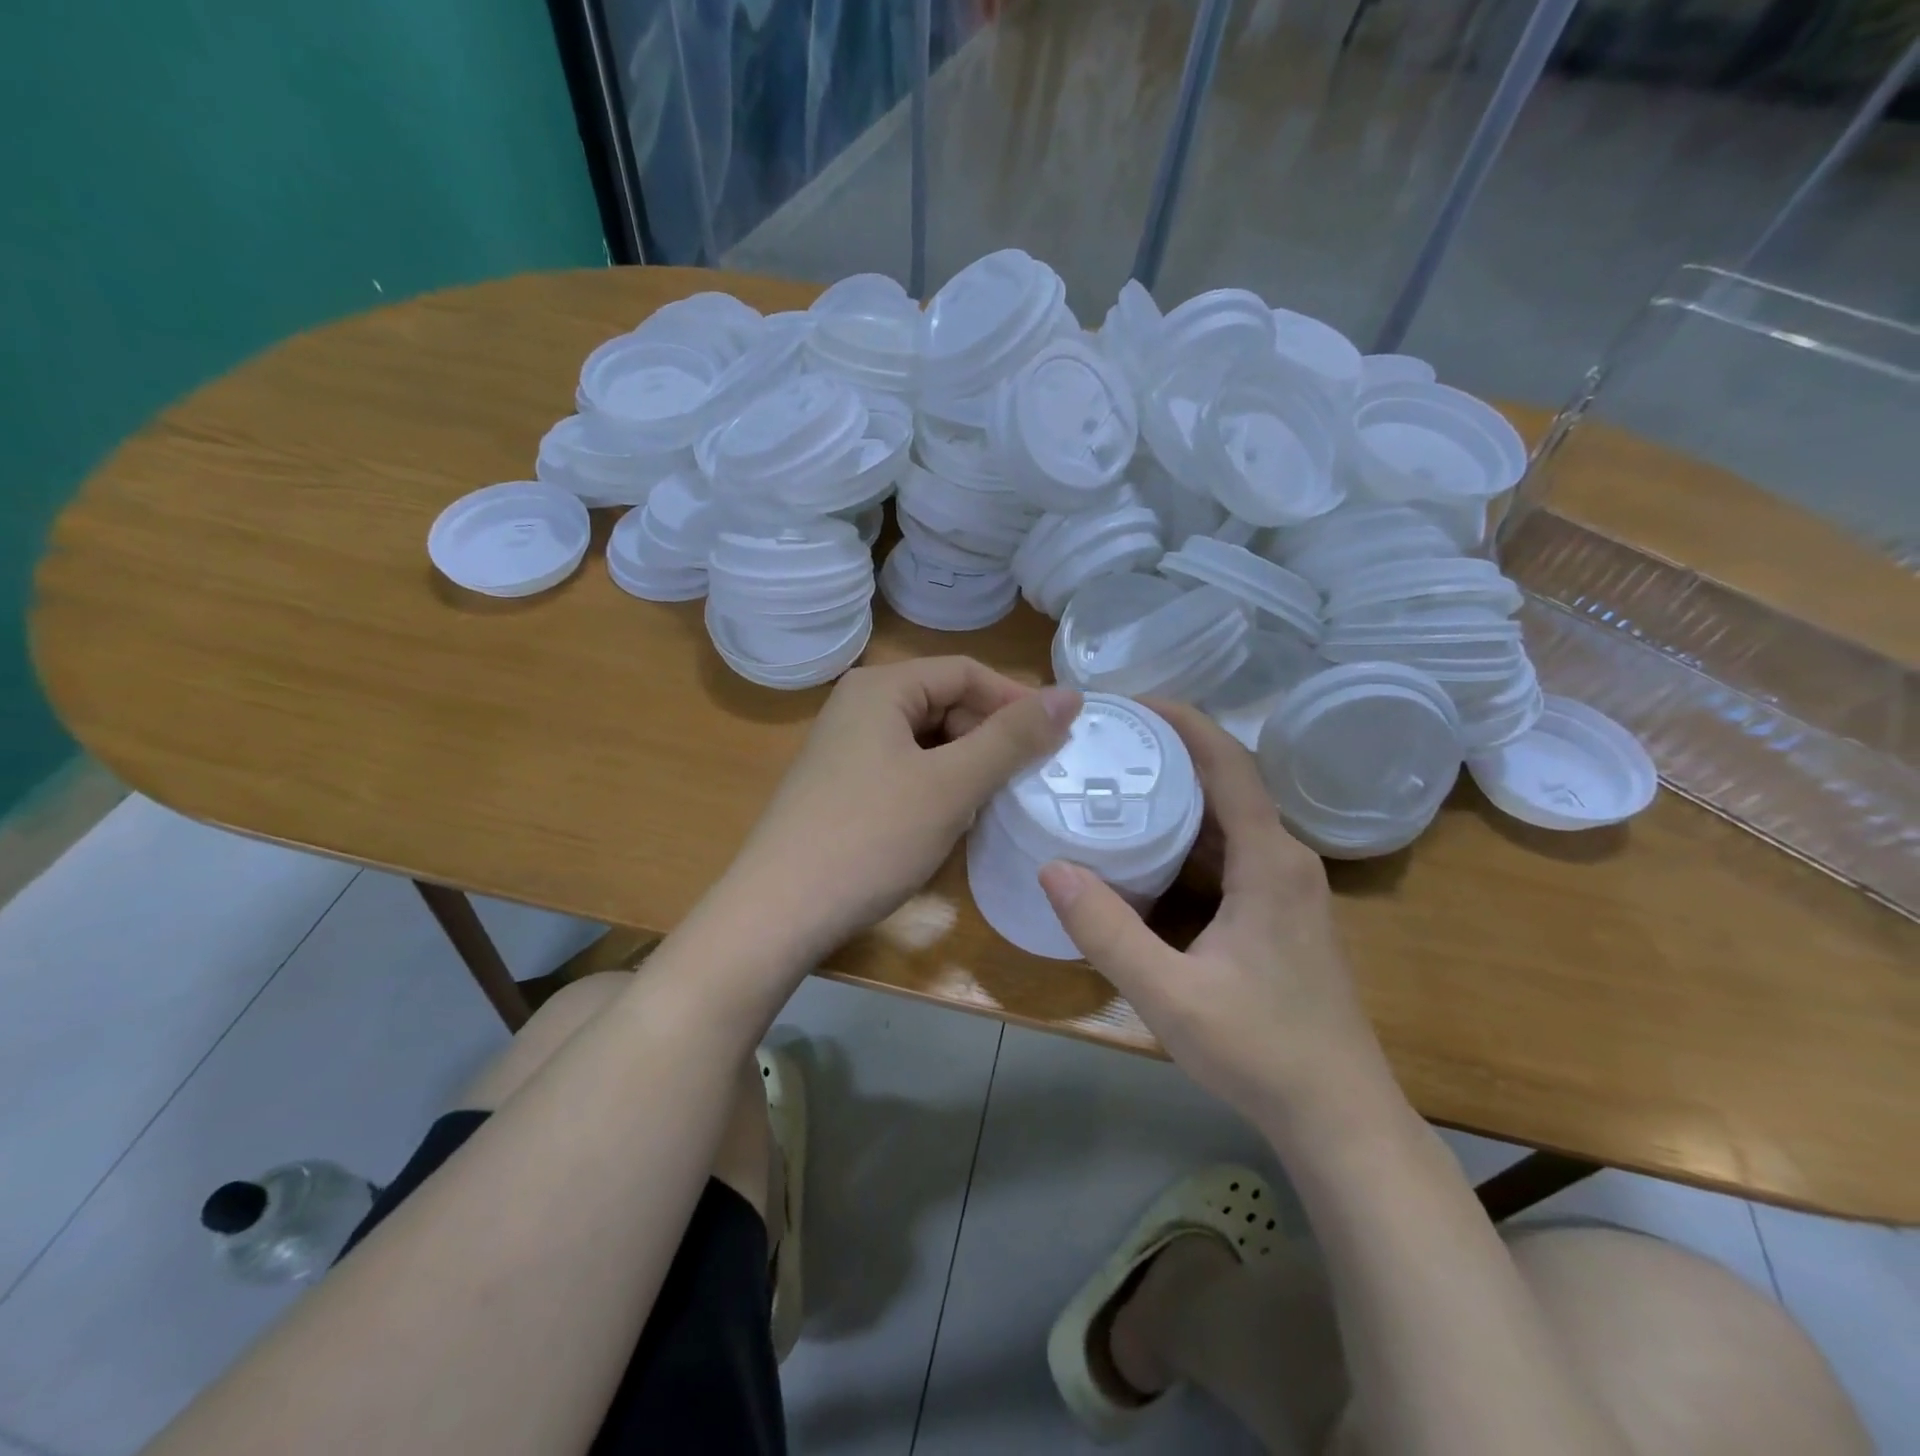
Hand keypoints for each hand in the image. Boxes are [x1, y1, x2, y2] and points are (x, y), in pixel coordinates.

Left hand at [721, 657, 1079, 963]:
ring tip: (997, 799)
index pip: (966, 672)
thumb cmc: (870, 838)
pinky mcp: (843, 786)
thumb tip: (1070, 695)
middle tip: (1030, 777)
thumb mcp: (951, 785)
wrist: (778, 912)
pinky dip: (939, 785)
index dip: (1017, 700)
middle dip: (991, 735)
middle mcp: (859, 706)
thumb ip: (1012, 738)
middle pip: (945, 702)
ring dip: (968, 763)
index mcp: (881, 688)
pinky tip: (952, 817)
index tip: (1060, 739)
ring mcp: (846, 748)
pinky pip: (906, 769)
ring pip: (928, 740)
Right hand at [1037, 702, 1392, 1131]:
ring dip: (1178, 794)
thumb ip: (1108, 932)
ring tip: (1115, 781)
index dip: (1183, 722)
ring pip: (1228, 818)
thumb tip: (1052, 868)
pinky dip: (1189, 834)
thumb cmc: (1261, 1051)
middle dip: (1169, 753)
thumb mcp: (1170, 995)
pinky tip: (1146, 847)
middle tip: (1103, 742)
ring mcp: (1287, 886)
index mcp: (1270, 861)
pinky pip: (1231, 850)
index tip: (1129, 702)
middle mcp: (1285, 859)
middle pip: (1227, 782)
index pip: (1228, 764)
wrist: (1338, 1117)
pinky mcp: (1280, 911)